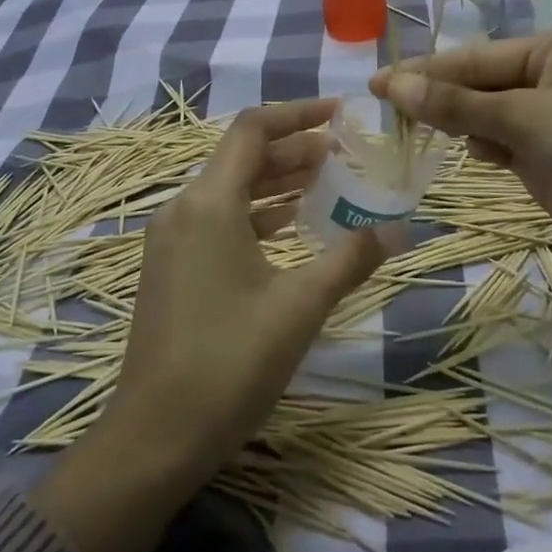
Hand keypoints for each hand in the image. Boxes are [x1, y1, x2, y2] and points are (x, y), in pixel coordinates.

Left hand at [32, 99, 381, 551]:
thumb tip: (398, 229)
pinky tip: (289, 226)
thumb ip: (350, 258)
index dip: (298, 114)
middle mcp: (183, 208)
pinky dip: (256, 212)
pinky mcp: (171, 266)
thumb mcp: (300, 307)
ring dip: (276, 181)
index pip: (253, 130)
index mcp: (209, 203)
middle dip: (294, 149)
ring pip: (230, 189)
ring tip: (325, 181)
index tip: (339, 114)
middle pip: (242, 157)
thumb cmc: (230, 363)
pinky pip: (218, 219)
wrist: (154, 437)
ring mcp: (172, 239)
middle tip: (343, 153)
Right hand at [372, 32, 551, 359]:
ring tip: (412, 133)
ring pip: (489, 117)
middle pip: (480, 84)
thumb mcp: (526, 117)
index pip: (476, 56)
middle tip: (383, 113)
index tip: (375, 84)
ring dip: (457, 124)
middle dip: (438, 98)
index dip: (425, 71)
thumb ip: (457, 104)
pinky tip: (467, 154)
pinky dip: (482, 148)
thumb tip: (391, 85)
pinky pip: (504, 146)